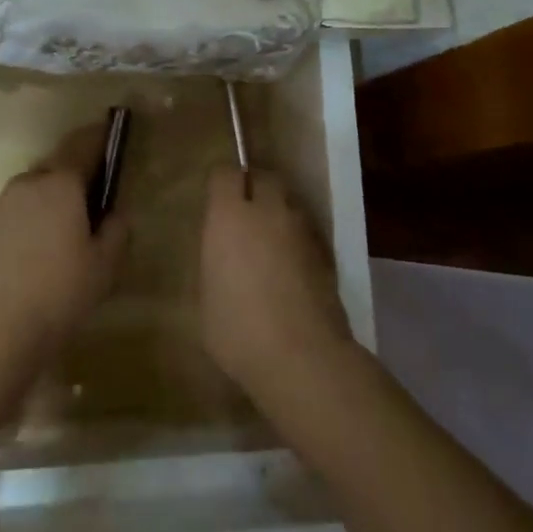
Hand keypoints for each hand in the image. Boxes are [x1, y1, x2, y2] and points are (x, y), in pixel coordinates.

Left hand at [0, 125, 127, 423]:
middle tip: (86, 204)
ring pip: (27, 195)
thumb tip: (114, 211)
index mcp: (61, 185)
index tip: (109, 133)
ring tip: (54, 239)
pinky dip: (19, 228)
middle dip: (70, 179)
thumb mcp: (105, 266)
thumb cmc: (60, 293)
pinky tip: (25, 259)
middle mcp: (25, 185)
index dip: (98, 138)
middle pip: (53, 170)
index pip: (83, 146)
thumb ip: (116, 230)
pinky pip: (6, 220)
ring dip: (43, 205)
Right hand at [199, 166, 351, 398]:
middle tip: (243, 213)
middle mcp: (268, 212)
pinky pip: (306, 232)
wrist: (302, 357)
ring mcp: (302, 231)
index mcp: (230, 216)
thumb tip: (222, 252)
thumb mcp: (206, 296)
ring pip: (289, 204)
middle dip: (254, 187)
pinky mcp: (326, 254)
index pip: (226, 174)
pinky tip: (289, 269)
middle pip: (265, 178)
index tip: (216, 200)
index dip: (221, 183)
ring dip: (278, 213)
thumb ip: (214, 261)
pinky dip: (296, 240)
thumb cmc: (238, 329)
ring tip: (268, 243)